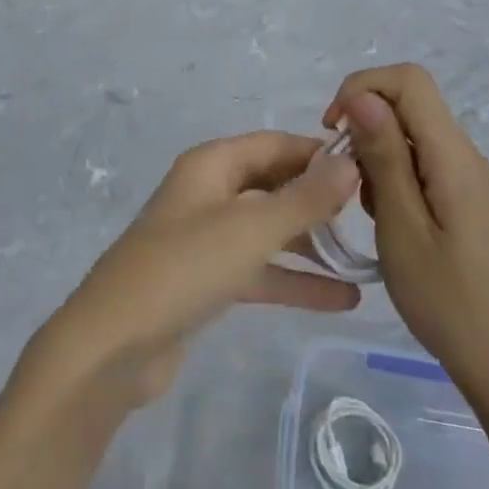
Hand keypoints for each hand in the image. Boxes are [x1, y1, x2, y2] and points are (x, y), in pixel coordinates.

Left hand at [22, 132, 361, 413]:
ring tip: (367, 256)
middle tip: (373, 214)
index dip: (317, 152)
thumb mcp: (251, 228)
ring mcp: (207, 238)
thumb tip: (350, 164)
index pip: (274, 144)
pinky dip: (295, 280)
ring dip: (312, 242)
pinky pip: (260, 270)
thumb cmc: (185, 267)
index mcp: (211, 165)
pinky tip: (343, 298)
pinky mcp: (208, 281)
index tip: (369, 166)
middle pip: (273, 184)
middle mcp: (209, 193)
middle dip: (318, 198)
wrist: (115, 344)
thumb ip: (304, 198)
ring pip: (269, 230)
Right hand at [325, 65, 488, 399]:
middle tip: (345, 180)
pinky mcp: (465, 200)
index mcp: (451, 154)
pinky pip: (421, 164)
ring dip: (376, 155)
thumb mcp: (402, 227)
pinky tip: (389, 222)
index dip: (361, 88)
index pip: (407, 79)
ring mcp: (467, 178)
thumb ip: (383, 156)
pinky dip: (393, 178)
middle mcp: (464, 154)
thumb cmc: (449, 300)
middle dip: (364, 125)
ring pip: (411, 134)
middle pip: (408, 103)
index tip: (333, 132)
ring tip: (369, 211)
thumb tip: (361, 95)